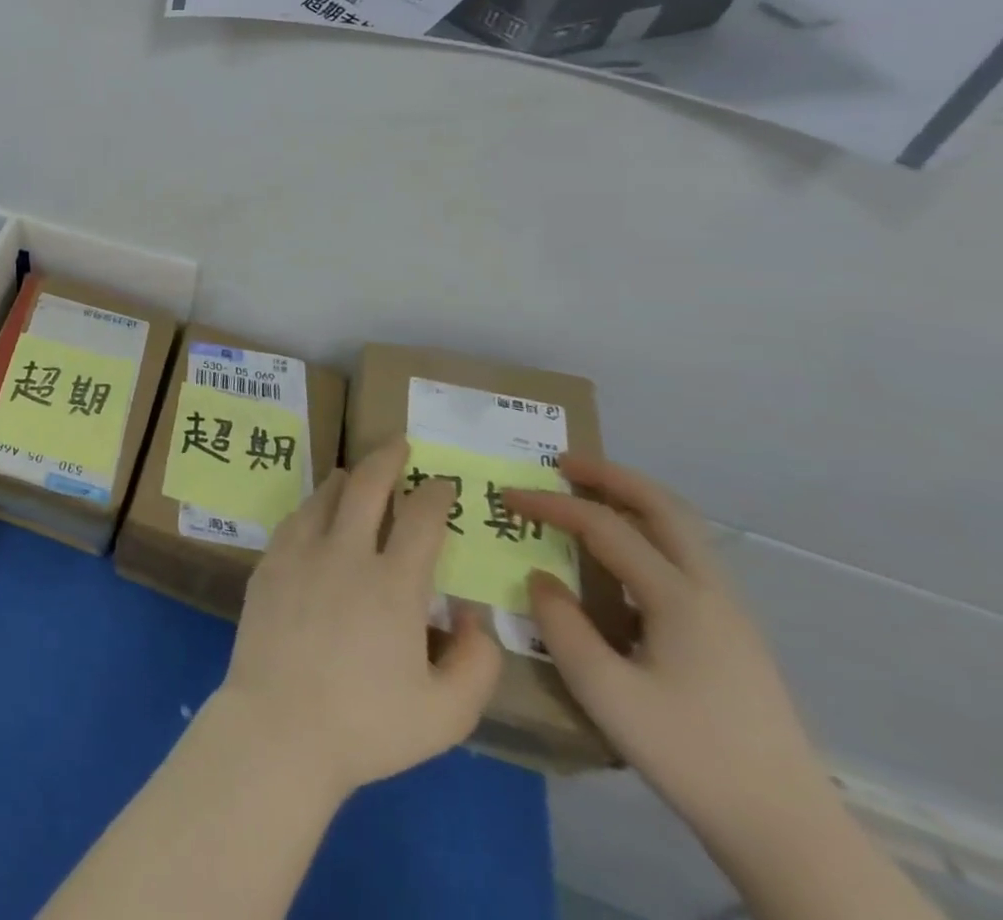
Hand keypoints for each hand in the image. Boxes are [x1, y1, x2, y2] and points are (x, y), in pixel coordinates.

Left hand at [212, 439, 501, 797]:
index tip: (444, 482)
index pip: (420, 520)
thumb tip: (472, 614)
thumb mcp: (447, 713)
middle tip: (399, 443)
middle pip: (366, 486)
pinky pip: (295, 517)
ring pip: (325, 495)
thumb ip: (477, 662)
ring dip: (347, 477)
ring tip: (357, 472)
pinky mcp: (269, 562)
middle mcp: (345, 553)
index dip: (435, 494)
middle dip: (387, 459)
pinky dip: (313, 504)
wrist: (280, 724)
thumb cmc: (367, 724)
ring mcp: (300, 552)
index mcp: (393, 584)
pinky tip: (317, 509)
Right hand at [503, 457, 836, 861]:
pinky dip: (649, 532)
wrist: (786, 829)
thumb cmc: (687, 753)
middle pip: (664, 508)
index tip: (506, 496)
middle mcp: (711, 592)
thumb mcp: (604, 691)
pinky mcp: (734, 635)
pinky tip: (621, 559)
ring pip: (683, 530)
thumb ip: (561, 624)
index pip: (604, 527)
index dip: (551, 504)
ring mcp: (730, 613)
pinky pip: (687, 558)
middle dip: (611, 476)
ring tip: (588, 496)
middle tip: (561, 463)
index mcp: (679, 598)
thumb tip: (541, 579)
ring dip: (634, 500)